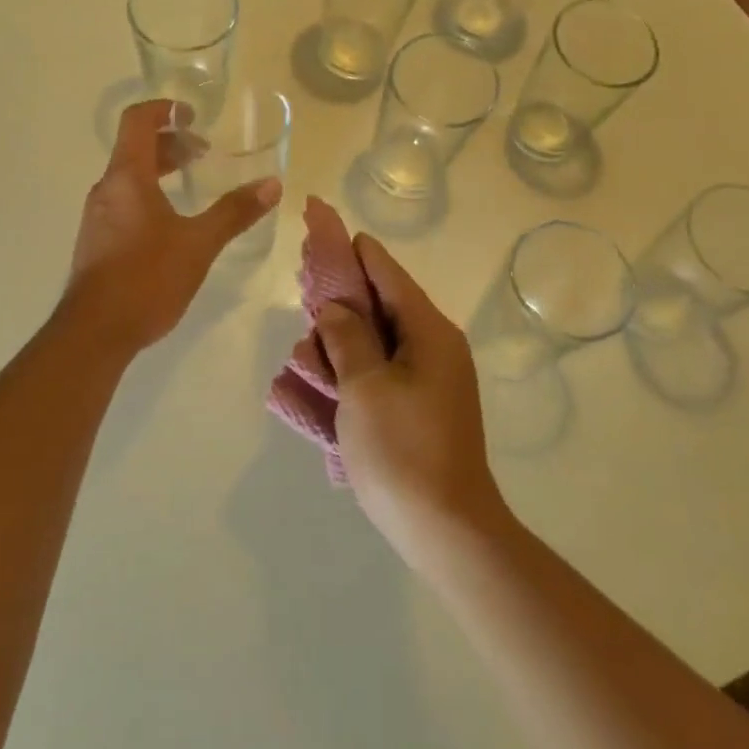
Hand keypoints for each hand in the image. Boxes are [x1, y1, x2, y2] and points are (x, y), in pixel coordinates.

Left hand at [63, 100, 280, 353]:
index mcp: (127, 178)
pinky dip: (148, 196)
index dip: (164, 109)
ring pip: (129, 178)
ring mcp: (97, 217)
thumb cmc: (146, 278)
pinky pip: (123, 203)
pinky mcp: (96, 242)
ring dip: (160, 172)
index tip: (192, 115)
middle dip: (170, 144)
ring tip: (191, 186)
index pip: (137, 121)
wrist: (94, 332)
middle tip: (203, 154)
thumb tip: (272, 184)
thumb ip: (234, 212)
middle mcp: (106, 190)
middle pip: (135, 149)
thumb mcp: (199, 244)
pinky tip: (171, 225)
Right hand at [312, 233, 509, 567]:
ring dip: (339, 340)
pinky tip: (318, 381)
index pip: (386, 271)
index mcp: (428, 332)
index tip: (320, 219)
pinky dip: (349, 371)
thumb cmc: (402, 451)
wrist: (445, 530)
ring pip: (375, 340)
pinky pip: (377, 373)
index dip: (350, 245)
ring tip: (305, 349)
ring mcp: (427, 380)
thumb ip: (346, 336)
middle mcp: (433, 347)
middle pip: (380, 303)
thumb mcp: (364, 387)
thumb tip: (335, 307)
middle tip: (303, 290)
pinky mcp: (416, 407)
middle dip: (339, 297)